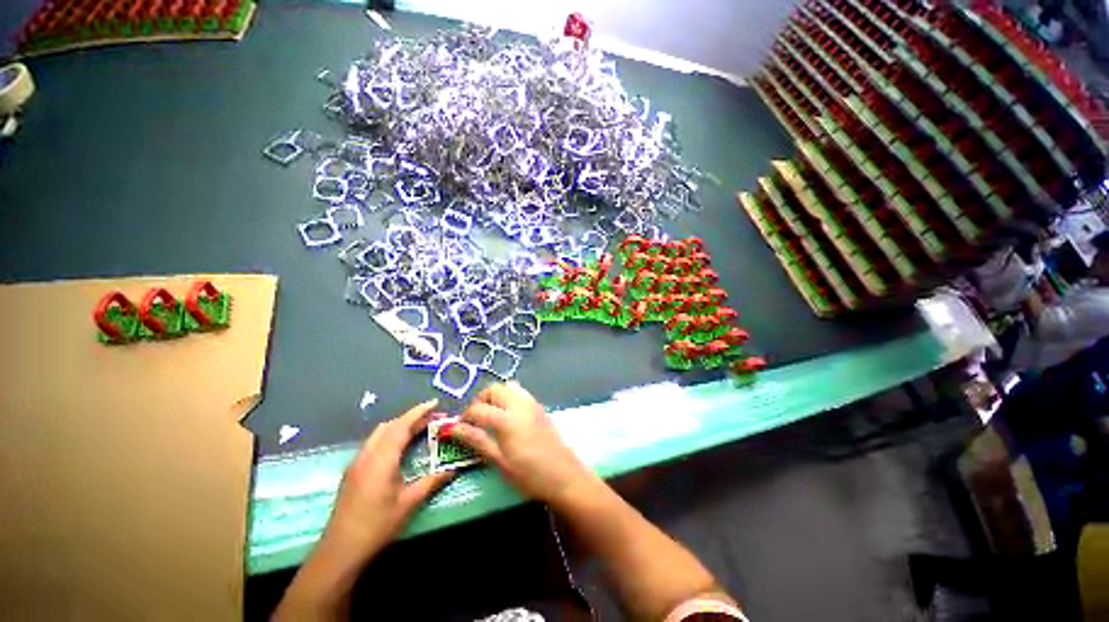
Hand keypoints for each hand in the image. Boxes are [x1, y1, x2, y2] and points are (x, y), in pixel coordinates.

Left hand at [324, 399, 453, 561]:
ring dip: (399, 426)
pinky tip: (399, 449)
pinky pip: (373, 443)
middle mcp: (367, 455)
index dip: (419, 412)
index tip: (435, 403)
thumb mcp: (408, 503)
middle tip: (432, 419)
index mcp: (381, 459)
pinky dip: (389, 437)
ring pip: (379, 433)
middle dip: (411, 418)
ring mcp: (356, 463)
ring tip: (419, 430)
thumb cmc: (376, 526)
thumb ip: (432, 482)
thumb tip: (453, 469)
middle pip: (389, 426)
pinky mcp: (352, 472)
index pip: (401, 425)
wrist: (339, 552)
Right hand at [448, 381, 596, 506]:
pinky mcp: (539, 406)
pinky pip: (520, 392)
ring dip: (495, 396)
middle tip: (474, 419)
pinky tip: (507, 416)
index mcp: (507, 418)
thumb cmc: (530, 474)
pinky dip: (509, 397)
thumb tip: (454, 429)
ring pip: (508, 387)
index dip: (464, 417)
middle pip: (493, 389)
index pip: (478, 409)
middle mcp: (519, 403)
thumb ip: (478, 441)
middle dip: (480, 400)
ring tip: (490, 416)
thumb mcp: (500, 461)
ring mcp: (532, 403)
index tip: (457, 428)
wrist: (565, 475)